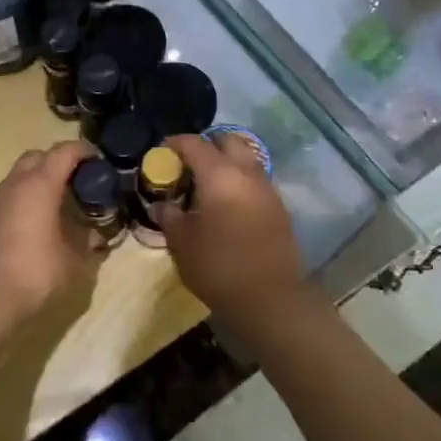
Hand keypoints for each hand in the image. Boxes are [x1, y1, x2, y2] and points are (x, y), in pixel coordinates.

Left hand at [0, 142, 99, 323]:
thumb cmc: (34, 273)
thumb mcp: (72, 261)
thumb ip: (86, 242)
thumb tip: (95, 236)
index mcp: (39, 185)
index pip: (63, 152)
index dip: (83, 151)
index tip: (98, 161)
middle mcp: (14, 184)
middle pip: (37, 157)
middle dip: (58, 162)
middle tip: (77, 182)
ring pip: (19, 175)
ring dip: (39, 180)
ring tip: (58, 204)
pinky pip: (9, 195)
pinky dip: (24, 197)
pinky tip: (35, 222)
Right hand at [160, 133, 303, 319]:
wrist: (270, 300)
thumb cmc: (218, 266)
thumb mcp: (181, 242)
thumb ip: (169, 216)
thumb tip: (160, 204)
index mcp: (219, 175)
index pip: (195, 143)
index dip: (175, 143)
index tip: (162, 152)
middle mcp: (247, 174)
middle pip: (228, 141)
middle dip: (208, 145)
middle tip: (189, 165)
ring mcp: (268, 190)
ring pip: (246, 160)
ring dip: (227, 163)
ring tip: (207, 186)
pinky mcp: (279, 209)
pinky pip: (256, 181)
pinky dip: (240, 182)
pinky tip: (226, 205)